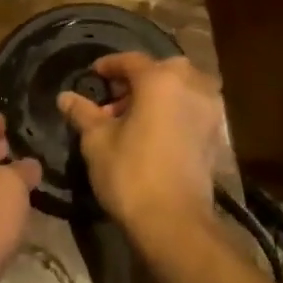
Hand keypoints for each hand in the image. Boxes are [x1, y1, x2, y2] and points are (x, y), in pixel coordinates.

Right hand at [58, 54, 225, 234]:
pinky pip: (192, 109)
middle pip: (161, 70)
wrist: (173, 222)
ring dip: (159, 95)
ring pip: (181, 88)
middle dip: (137, 80)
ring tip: (134, 117)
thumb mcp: (97, 141)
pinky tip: (155, 132)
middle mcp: (191, 86)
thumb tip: (65, 97)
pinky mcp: (216, 134)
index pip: (131, 61)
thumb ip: (83, 113)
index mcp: (160, 80)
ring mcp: (209, 110)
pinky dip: (174, 111)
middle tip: (114, 99)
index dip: (109, 66)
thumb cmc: (130, 173)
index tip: (93, 75)